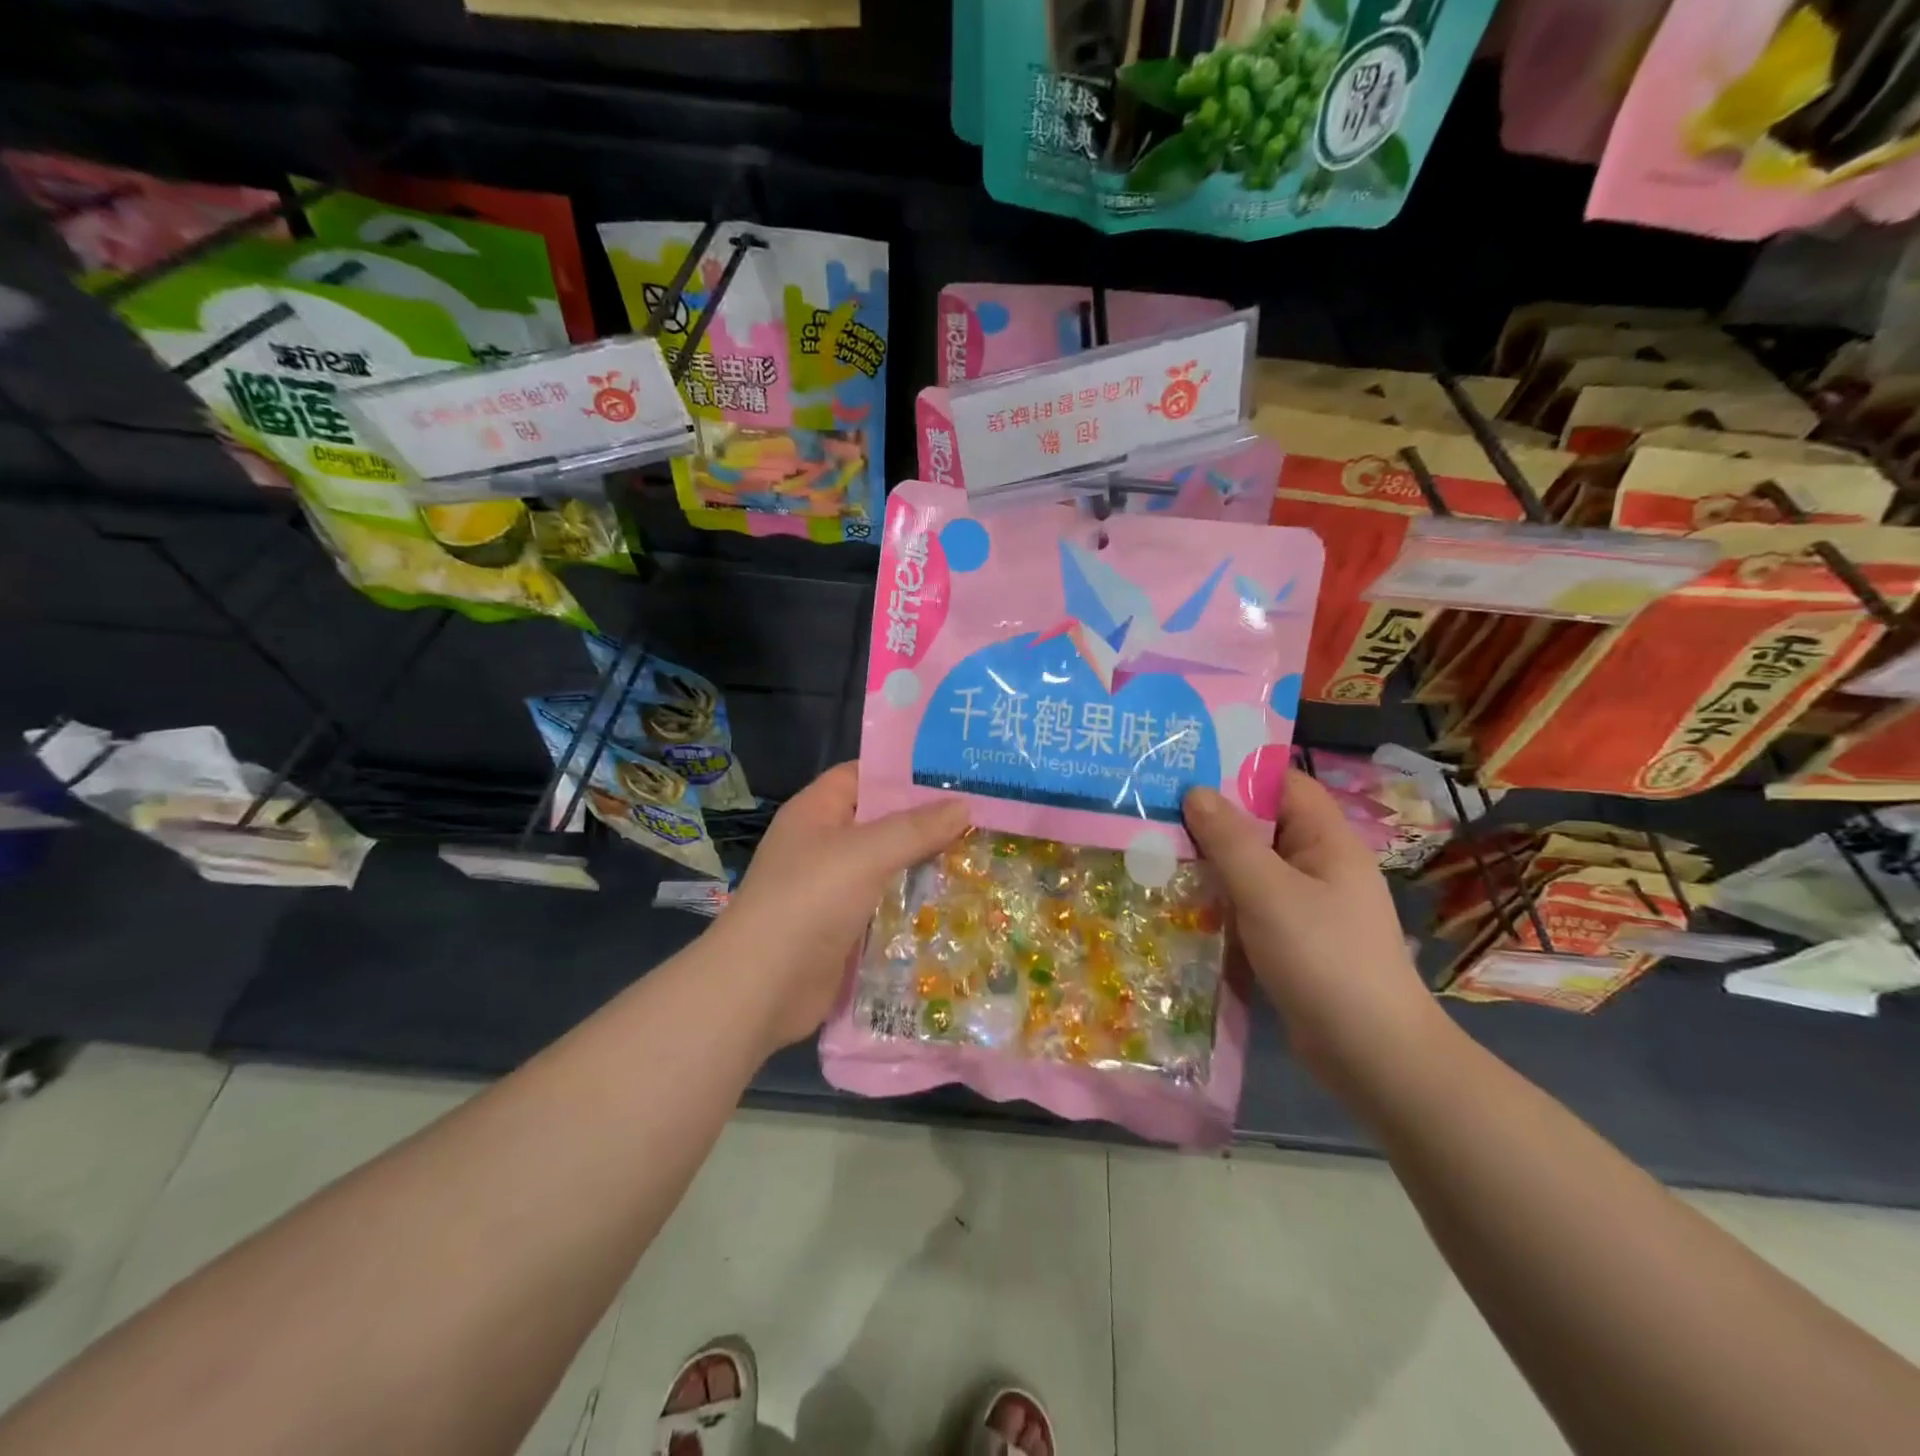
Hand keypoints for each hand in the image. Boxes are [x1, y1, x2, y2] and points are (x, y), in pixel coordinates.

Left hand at [716, 764, 969, 1049]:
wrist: (762, 989)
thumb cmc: (808, 902)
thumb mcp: (863, 854)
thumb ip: (915, 828)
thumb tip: (964, 804)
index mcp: (816, 812)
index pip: (864, 776)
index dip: (905, 772)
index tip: (957, 773)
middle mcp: (825, 845)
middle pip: (883, 822)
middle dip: (929, 822)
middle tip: (985, 816)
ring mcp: (835, 889)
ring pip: (890, 866)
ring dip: (928, 865)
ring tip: (984, 855)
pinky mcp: (847, 928)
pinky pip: (889, 906)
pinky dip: (918, 904)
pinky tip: (960, 902)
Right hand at [1183, 771, 1444, 1087]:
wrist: (1371, 1054)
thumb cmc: (1323, 958)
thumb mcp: (1268, 892)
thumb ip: (1229, 839)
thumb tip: (1196, 791)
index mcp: (1327, 841)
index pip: (1284, 784)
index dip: (1239, 770)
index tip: (1187, 766)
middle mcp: (1319, 865)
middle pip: (1263, 825)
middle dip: (1212, 817)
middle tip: (1155, 808)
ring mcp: (1307, 905)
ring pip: (1252, 867)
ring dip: (1211, 861)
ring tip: (1155, 849)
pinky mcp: (1292, 939)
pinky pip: (1251, 903)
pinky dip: (1220, 898)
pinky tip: (1181, 902)